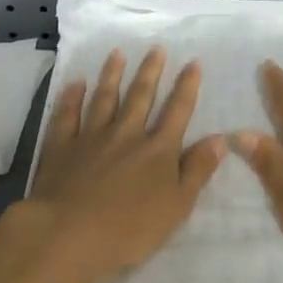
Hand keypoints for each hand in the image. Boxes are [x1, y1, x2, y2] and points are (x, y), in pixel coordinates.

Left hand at [27, 47, 225, 282]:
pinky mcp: (61, 147)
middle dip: (150, 71)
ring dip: (112, 75)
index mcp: (157, 150)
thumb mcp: (177, 206)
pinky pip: (67, 115)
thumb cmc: (130, 229)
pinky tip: (76, 83)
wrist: (69, 234)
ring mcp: (91, 138)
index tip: (193, 62)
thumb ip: (198, 170)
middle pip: (140, 97)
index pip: (177, 111)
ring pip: (104, 99)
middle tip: (156, 48)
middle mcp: (126, 135)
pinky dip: (71, 98)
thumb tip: (220, 138)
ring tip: (117, 53)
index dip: (187, 87)